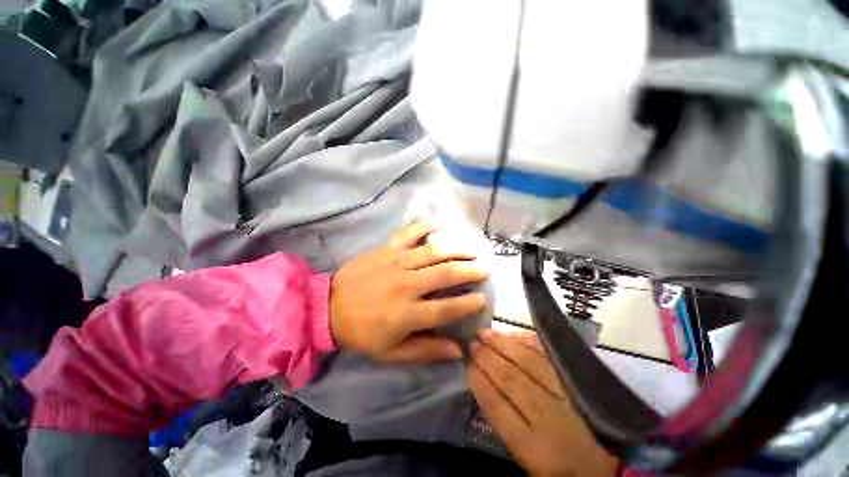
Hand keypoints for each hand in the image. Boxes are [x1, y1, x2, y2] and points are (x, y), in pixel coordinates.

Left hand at [330, 221, 487, 362]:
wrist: (328, 307)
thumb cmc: (362, 332)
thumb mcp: (391, 353)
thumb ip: (426, 351)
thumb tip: (458, 351)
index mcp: (408, 314)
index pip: (447, 308)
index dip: (468, 304)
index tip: (482, 299)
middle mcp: (407, 285)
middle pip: (445, 274)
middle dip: (469, 271)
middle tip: (483, 268)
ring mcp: (397, 263)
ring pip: (433, 252)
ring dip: (456, 249)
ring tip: (472, 248)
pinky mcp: (386, 249)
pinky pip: (409, 233)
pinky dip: (425, 225)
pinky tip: (440, 223)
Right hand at [469, 329, 620, 476]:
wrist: (613, 465)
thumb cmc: (561, 464)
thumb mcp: (527, 457)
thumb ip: (505, 423)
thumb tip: (483, 384)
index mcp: (534, 448)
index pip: (497, 408)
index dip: (480, 383)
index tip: (468, 365)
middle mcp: (550, 419)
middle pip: (512, 380)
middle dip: (488, 358)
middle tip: (472, 342)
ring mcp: (568, 397)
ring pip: (529, 364)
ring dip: (504, 345)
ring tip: (486, 333)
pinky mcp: (582, 382)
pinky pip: (550, 357)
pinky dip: (529, 343)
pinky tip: (514, 335)